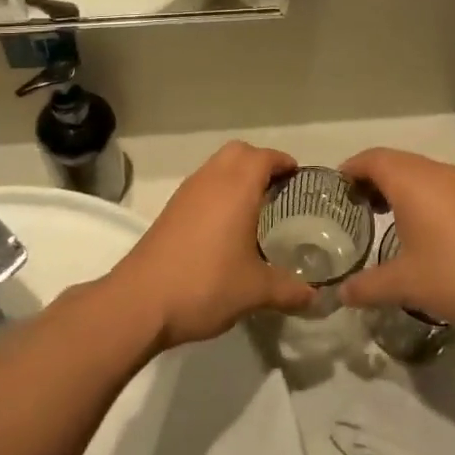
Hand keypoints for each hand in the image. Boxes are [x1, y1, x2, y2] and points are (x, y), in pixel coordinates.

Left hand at [107, 142, 314, 347]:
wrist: (140, 301)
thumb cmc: (205, 284)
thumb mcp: (255, 291)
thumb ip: (289, 290)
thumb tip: (315, 297)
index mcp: (236, 187)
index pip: (265, 157)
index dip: (284, 163)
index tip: (299, 178)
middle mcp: (211, 180)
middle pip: (239, 152)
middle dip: (260, 162)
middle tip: (278, 190)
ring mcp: (186, 193)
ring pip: (216, 166)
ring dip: (236, 175)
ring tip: (254, 207)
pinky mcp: (170, 210)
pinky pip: (202, 185)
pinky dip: (218, 192)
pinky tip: (225, 226)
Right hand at [335, 148, 454, 338]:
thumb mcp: (404, 284)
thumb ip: (367, 286)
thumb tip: (339, 294)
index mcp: (411, 181)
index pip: (372, 159)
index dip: (350, 169)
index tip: (335, 188)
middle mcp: (436, 172)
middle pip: (395, 160)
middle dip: (372, 177)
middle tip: (355, 205)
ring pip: (420, 171)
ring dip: (399, 185)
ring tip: (384, 215)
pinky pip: (440, 184)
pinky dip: (422, 194)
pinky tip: (423, 227)